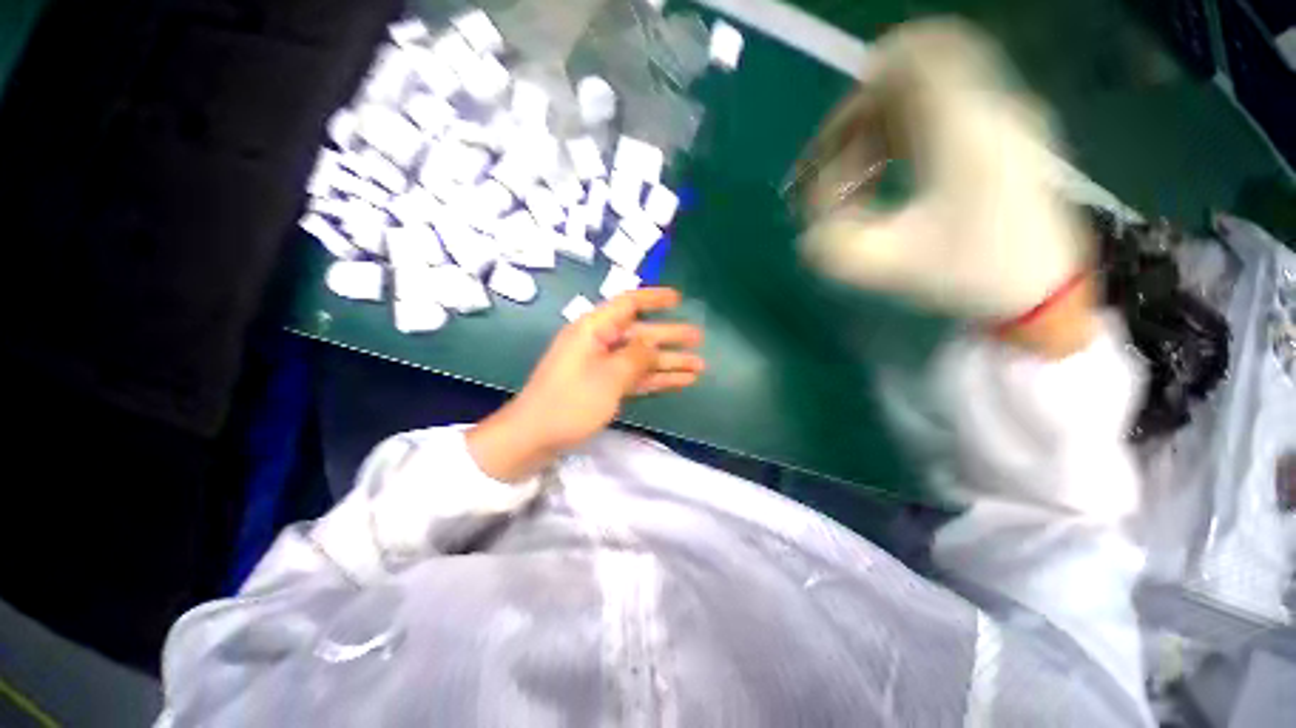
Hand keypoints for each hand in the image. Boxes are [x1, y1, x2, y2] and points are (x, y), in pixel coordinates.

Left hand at [467, 288, 704, 481]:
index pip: (628, 304)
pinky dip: (656, 379)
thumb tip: (652, 345)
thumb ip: (636, 357)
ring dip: (668, 362)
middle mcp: (599, 343)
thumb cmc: (570, 402)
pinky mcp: (603, 387)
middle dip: (670, 336)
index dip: (654, 299)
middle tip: (699, 338)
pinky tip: (679, 382)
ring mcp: (602, 367)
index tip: (679, 299)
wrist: (533, 438)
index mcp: (594, 330)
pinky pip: (634, 377)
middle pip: (641, 334)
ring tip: (699, 366)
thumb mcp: (608, 376)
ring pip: (641, 359)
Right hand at [799, 19, 1095, 338]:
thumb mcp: (888, 267)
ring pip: (927, 88)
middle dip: (862, 114)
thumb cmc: (969, 274)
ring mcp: (1001, 117)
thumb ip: (833, 246)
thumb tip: (811, 227)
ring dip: (881, 125)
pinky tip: (887, 173)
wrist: (1041, 289)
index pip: (913, 58)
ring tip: (859, 177)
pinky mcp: (1003, 134)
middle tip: (836, 163)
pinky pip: (942, 108)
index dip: (863, 88)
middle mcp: (987, 108)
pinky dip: (903, 131)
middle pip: (914, 70)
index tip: (835, 139)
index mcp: (964, 131)